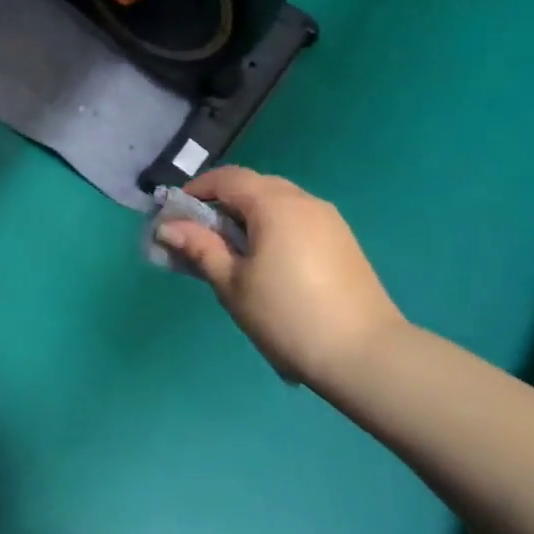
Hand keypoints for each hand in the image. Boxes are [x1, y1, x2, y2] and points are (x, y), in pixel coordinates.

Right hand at [155, 166, 402, 387]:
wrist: (365, 355)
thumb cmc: (287, 316)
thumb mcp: (233, 284)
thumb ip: (200, 248)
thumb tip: (167, 226)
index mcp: (275, 204)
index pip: (227, 178)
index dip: (197, 190)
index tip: (175, 215)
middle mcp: (304, 200)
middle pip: (254, 186)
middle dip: (223, 203)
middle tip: (201, 236)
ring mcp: (329, 219)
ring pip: (278, 202)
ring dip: (249, 217)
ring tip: (233, 253)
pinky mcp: (343, 241)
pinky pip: (298, 220)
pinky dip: (274, 227)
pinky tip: (268, 263)